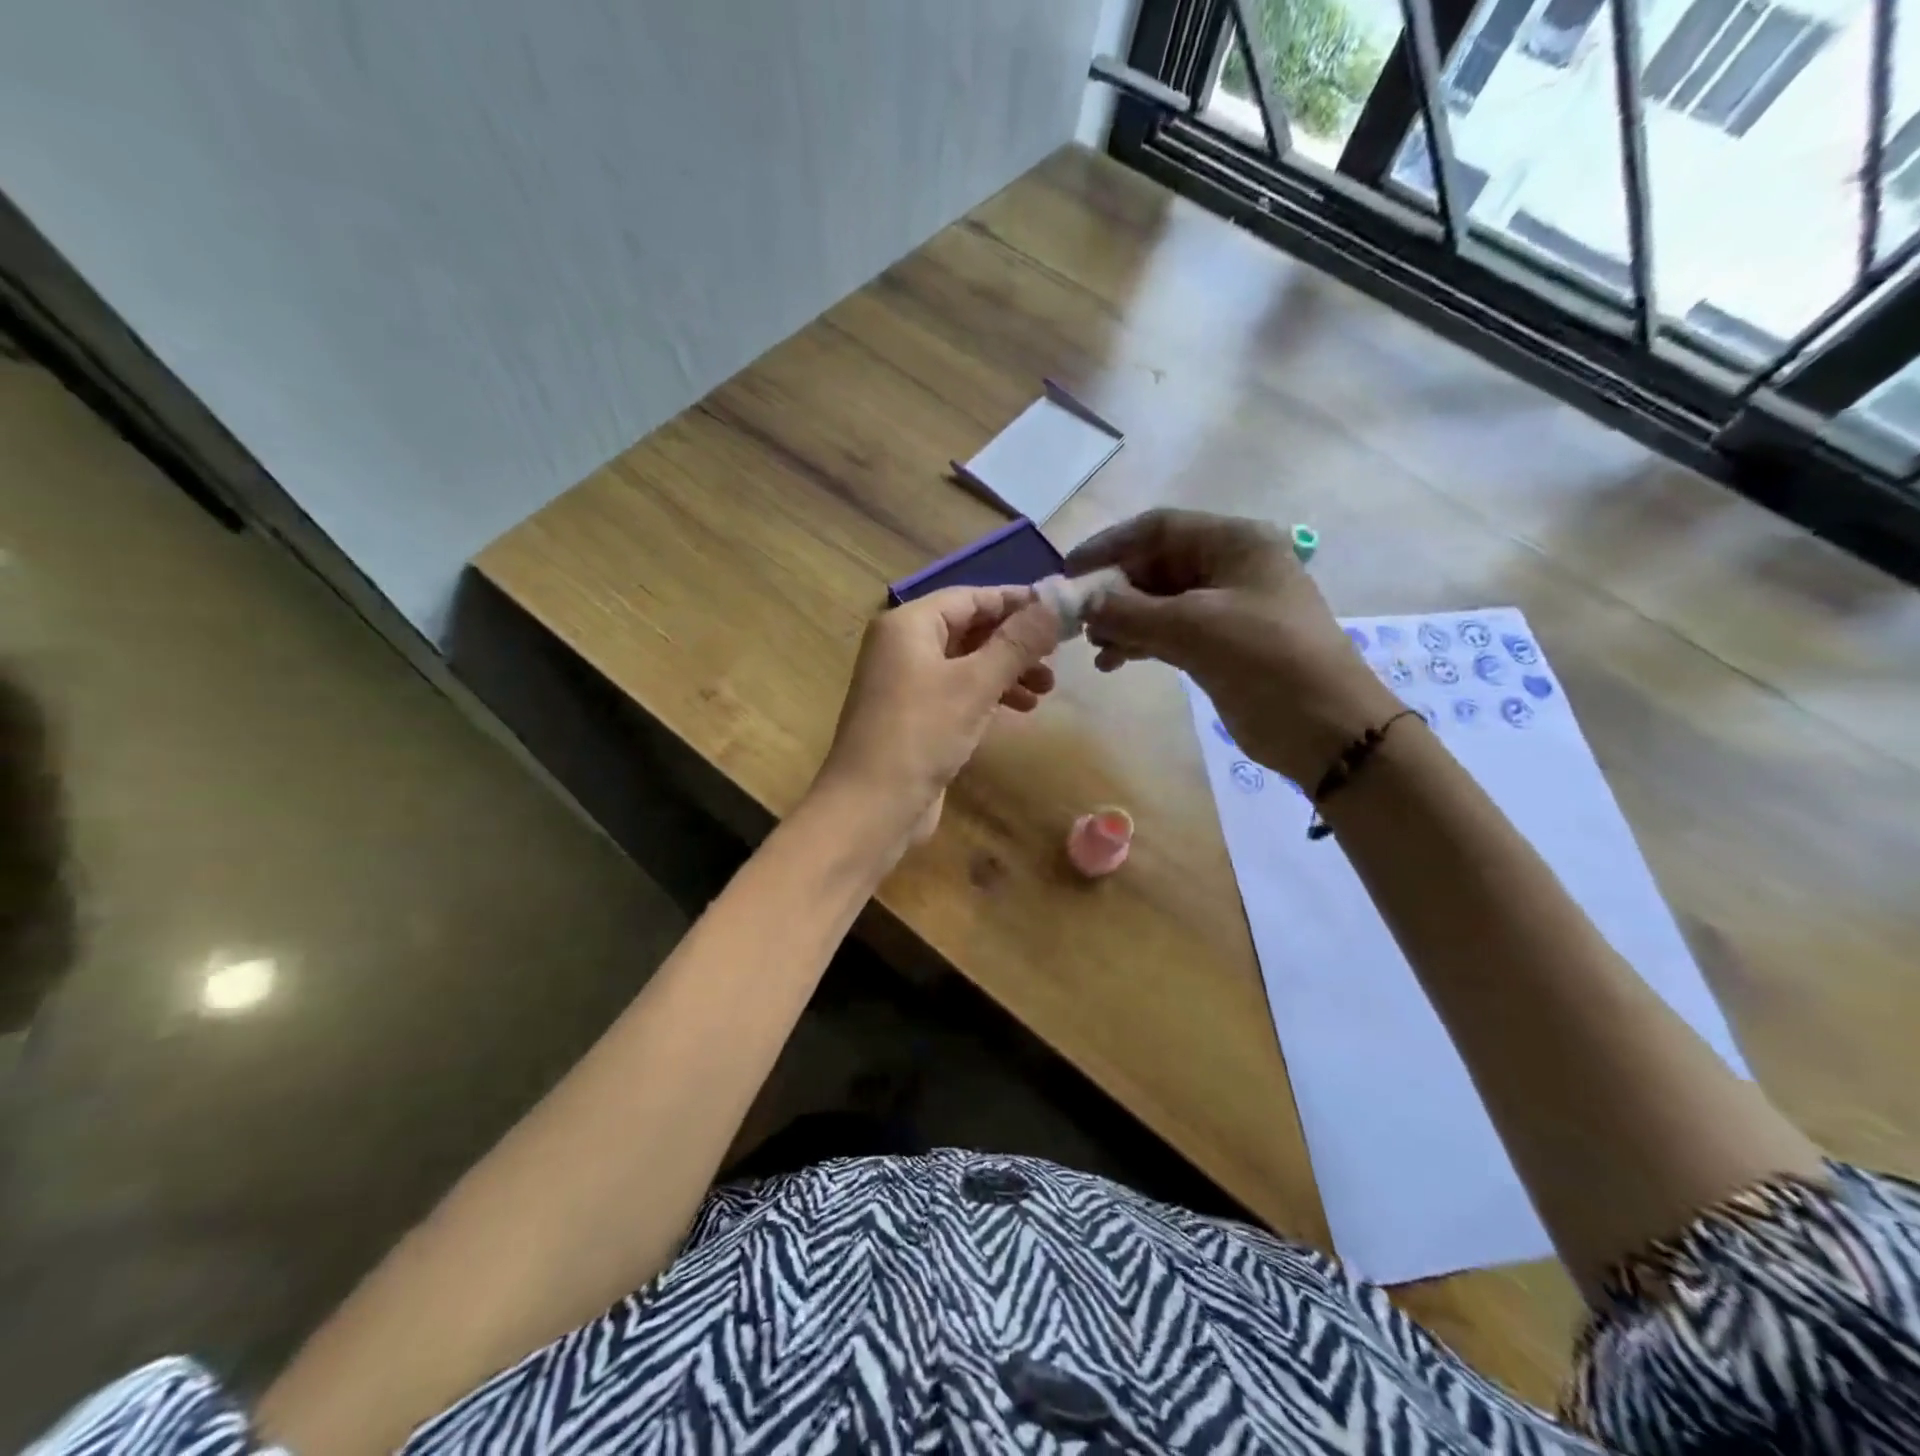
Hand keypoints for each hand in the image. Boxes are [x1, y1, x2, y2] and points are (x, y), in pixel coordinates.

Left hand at [811, 584, 1058, 853]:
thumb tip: (1055, 605)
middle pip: (969, 629)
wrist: (871, 807)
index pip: (970, 597)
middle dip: (1015, 642)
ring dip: (1007, 672)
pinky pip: (958, 692)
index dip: (1016, 602)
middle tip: (1057, 658)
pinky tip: (1020, 709)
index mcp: (908, 625)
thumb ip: (1016, 643)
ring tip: (1047, 690)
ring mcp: (906, 683)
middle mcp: (903, 646)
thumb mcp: (975, 684)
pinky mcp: (913, 717)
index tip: (1061, 611)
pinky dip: (988, 695)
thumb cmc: (921, 735)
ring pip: (966, 663)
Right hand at [1066, 509, 1400, 787]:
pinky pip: (1167, 632)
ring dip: (1122, 621)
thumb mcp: (1193, 627)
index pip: (1159, 528)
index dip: (1110, 545)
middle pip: (1155, 565)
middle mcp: (1228, 567)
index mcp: (1234, 543)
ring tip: (1095, 646)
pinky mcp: (1218, 645)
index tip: (1070, 571)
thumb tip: (1085, 604)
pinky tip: (1113, 662)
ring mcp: (1224, 608)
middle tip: (1078, 617)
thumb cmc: (1265, 658)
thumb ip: (1130, 612)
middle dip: (1114, 590)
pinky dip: (1139, 643)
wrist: (1325, 726)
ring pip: (1157, 602)